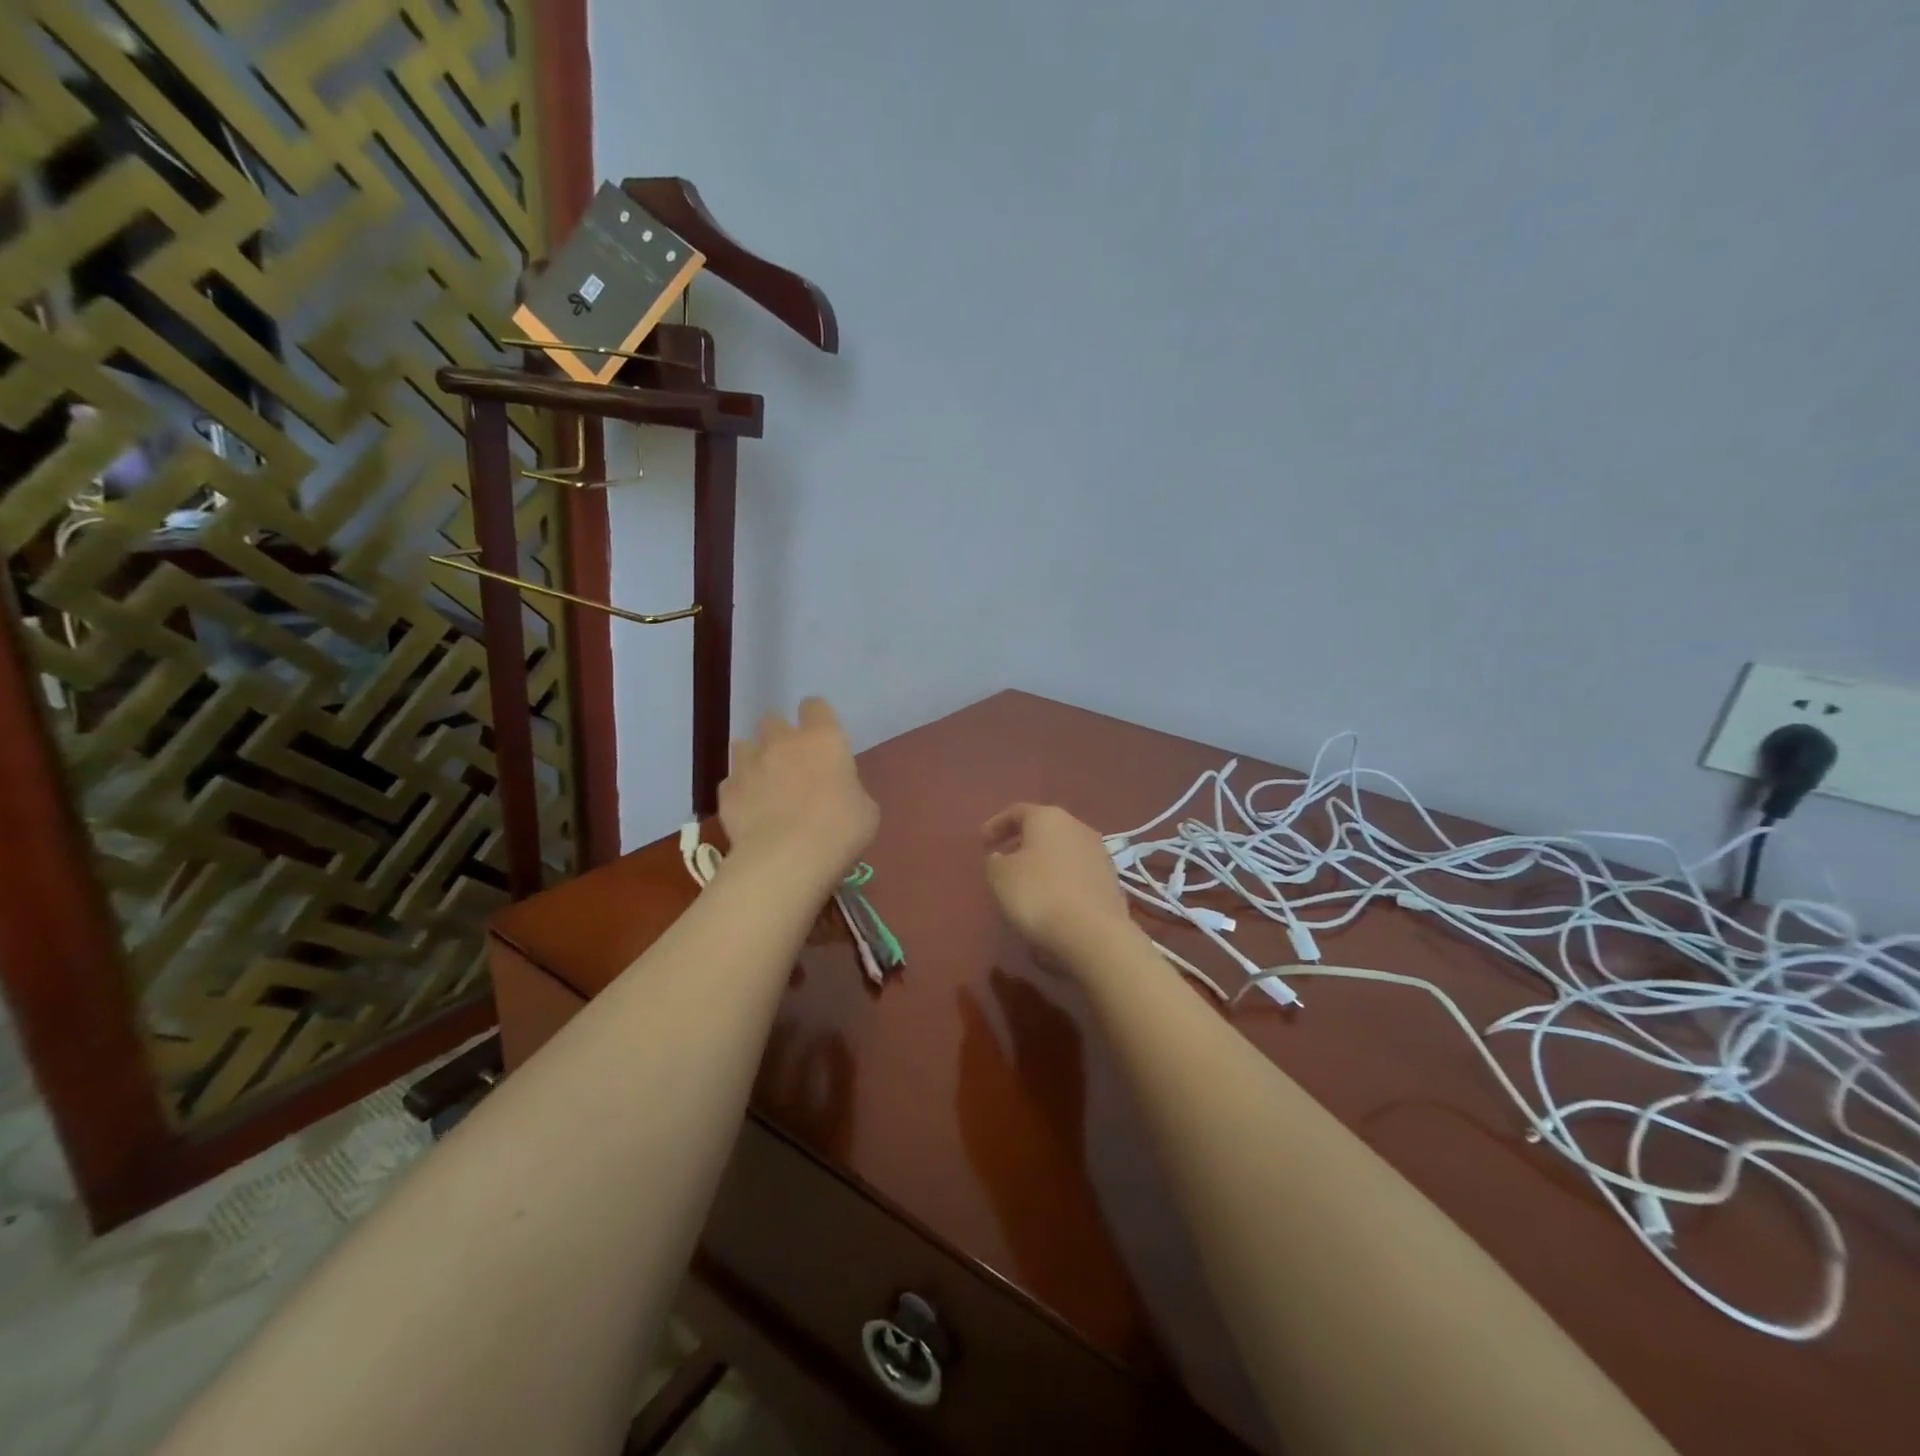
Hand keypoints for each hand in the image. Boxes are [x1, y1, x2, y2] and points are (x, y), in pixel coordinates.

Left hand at [720, 698, 877, 888]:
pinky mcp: (726, 792)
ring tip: (764, 783)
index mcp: (823, 738)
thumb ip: (848, 788)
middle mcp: (781, 741)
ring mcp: (748, 765)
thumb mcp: (865, 808)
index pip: (815, 706)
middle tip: (791, 761)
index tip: (821, 735)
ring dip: (754, 758)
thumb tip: (837, 791)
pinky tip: (750, 812)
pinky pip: (732, 783)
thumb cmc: (840, 829)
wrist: (787, 858)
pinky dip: (740, 792)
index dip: (817, 717)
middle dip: (780, 736)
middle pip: (773, 720)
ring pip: (744, 746)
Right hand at [982, 803, 1137, 961]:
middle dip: (1022, 841)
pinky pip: (1077, 871)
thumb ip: (995, 861)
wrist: (1093, 932)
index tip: (982, 841)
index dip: (997, 824)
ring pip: (1062, 849)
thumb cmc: (1038, 894)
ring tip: (1026, 881)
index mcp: (1048, 818)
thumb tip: (1002, 857)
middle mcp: (1077, 826)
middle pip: (1044, 828)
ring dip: (1043, 860)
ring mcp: (1098, 852)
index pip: (1017, 811)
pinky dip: (1060, 878)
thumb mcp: (1000, 877)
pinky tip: (1051, 897)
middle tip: (1003, 858)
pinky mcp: (1110, 879)